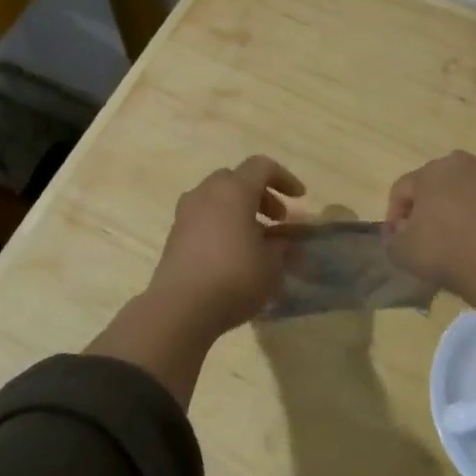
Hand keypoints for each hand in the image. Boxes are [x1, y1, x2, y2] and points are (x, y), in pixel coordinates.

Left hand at [148, 156, 306, 336]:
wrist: (179, 308)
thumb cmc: (234, 278)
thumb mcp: (272, 264)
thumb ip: (282, 245)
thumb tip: (283, 239)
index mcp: (234, 190)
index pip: (262, 167)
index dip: (285, 178)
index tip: (300, 199)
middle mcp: (206, 193)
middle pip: (237, 179)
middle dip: (260, 195)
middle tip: (277, 220)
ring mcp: (185, 213)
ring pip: (217, 198)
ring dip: (240, 210)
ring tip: (256, 240)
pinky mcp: (174, 235)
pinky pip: (204, 218)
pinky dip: (222, 224)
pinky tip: (233, 253)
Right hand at [384, 151, 475, 318]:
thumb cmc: (446, 250)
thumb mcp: (402, 252)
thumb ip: (391, 238)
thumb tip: (398, 230)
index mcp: (431, 170)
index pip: (402, 189)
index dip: (393, 214)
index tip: (396, 239)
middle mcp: (462, 165)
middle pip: (433, 186)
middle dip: (425, 209)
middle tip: (422, 237)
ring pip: (461, 195)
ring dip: (452, 213)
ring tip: (452, 242)